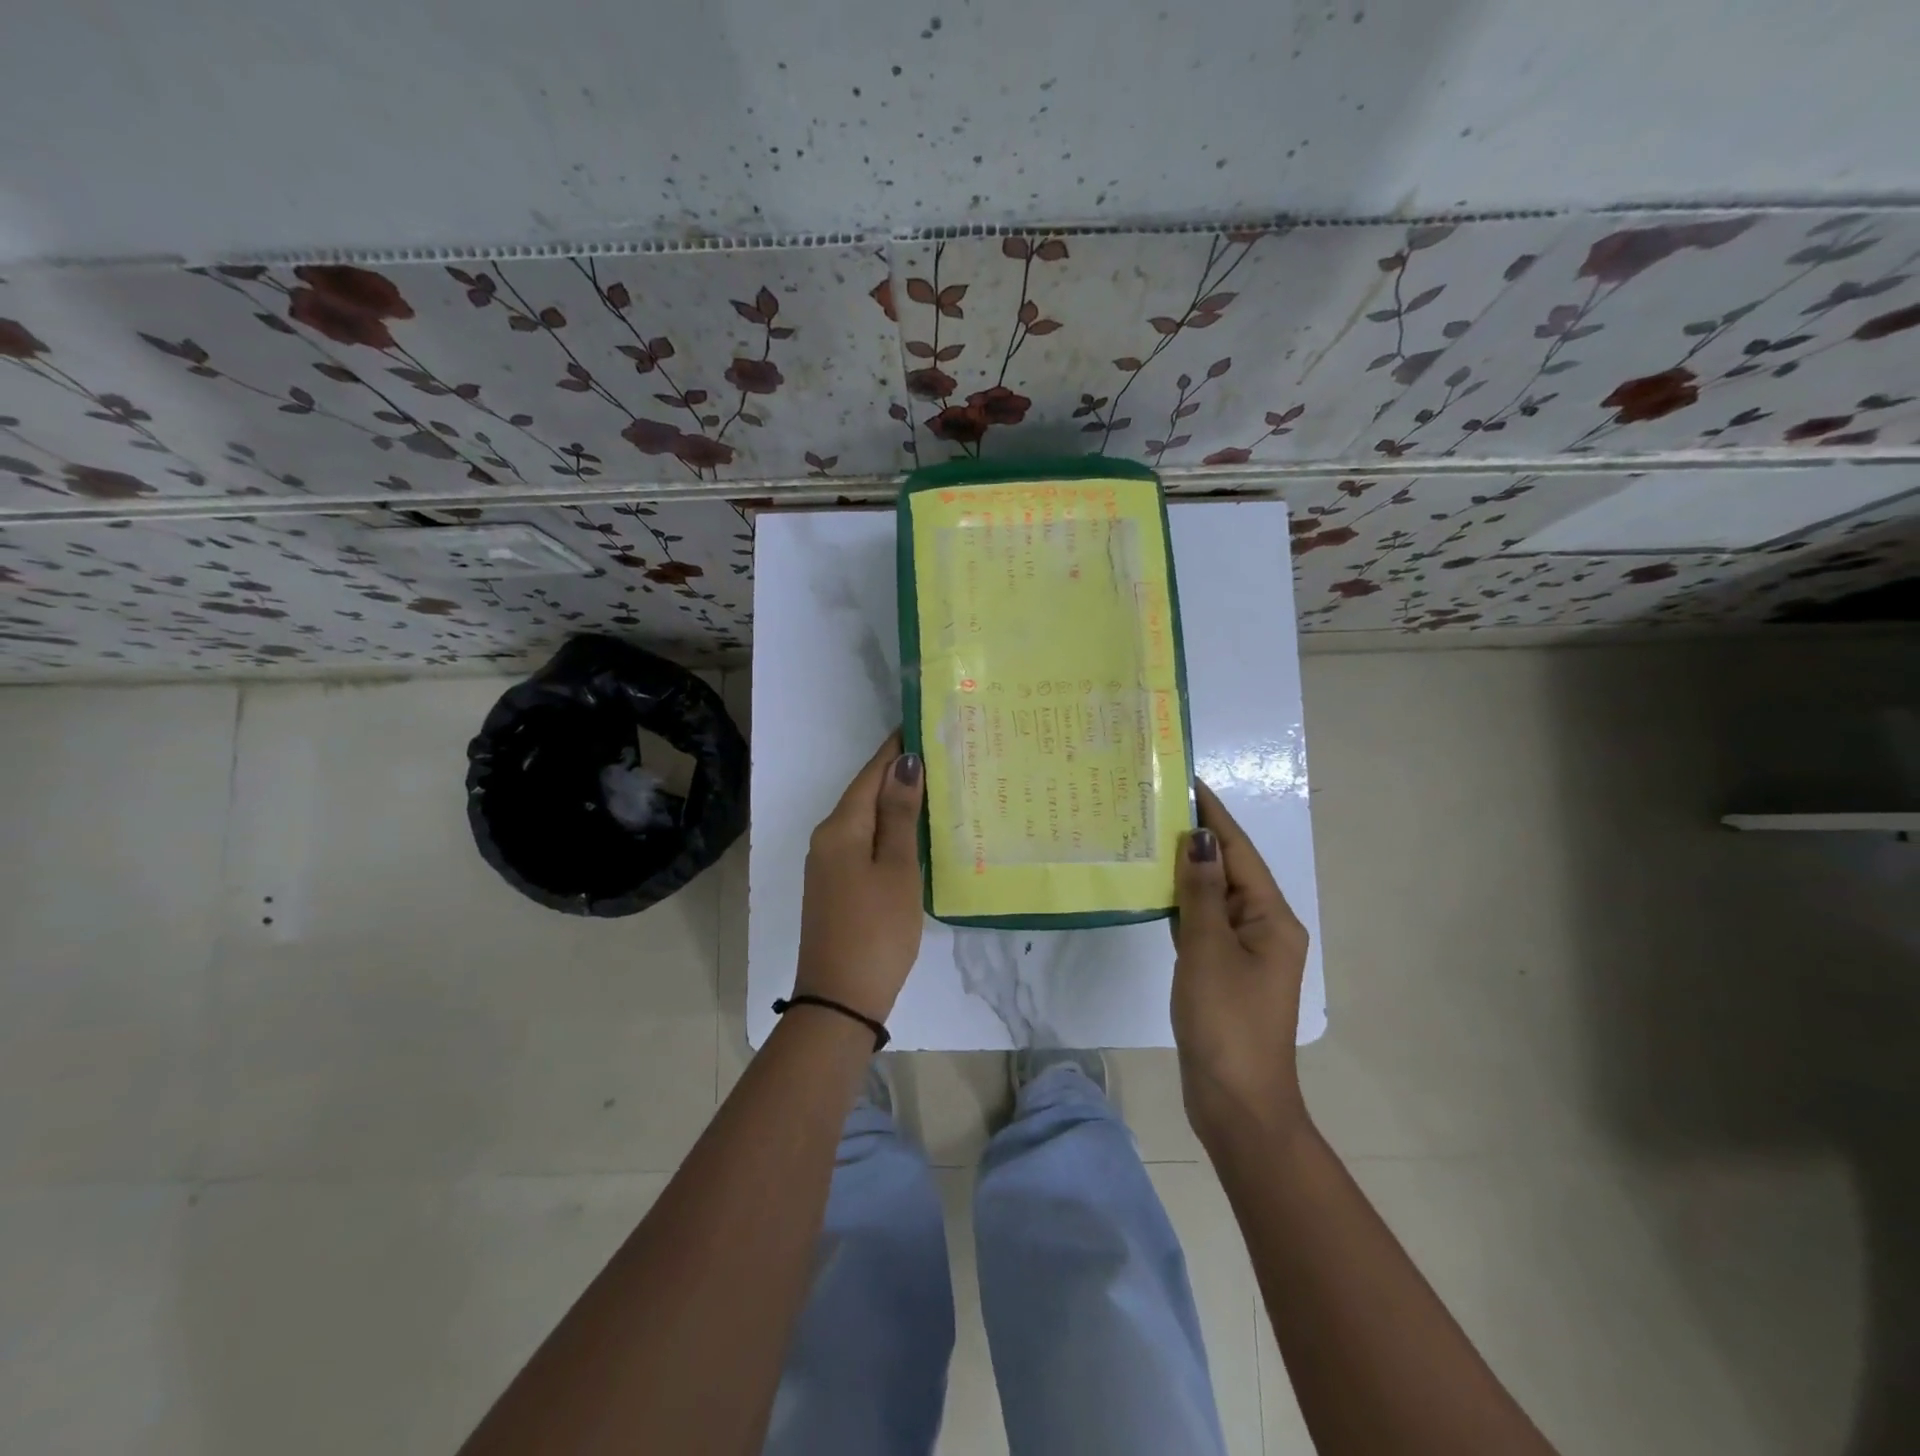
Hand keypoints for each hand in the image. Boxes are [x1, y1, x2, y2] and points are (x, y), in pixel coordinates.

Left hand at [793, 732, 926, 1022]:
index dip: (896, 748)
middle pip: (865, 793)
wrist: (841, 999)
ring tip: (937, 787)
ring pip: (866, 819)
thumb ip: (899, 815)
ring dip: (896, 802)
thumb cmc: (877, 929)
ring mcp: (829, 864)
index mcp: (841, 828)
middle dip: (899, 772)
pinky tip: (914, 832)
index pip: (870, 773)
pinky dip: (889, 830)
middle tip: (943, 754)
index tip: (925, 723)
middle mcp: (828, 838)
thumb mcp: (896, 869)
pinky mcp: (836, 886)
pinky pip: (864, 842)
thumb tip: (903, 762)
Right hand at [1171, 780, 1312, 1141]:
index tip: (1186, 779)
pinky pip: (1202, 923)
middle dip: (1196, 836)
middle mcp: (1263, 927)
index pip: (1239, 850)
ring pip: (1212, 896)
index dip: (1213, 814)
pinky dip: (1181, 902)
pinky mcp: (1223, 971)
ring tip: (1148, 835)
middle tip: (1154, 803)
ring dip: (1185, 868)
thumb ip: (1201, 891)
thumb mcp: (1209, 950)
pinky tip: (1153, 889)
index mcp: (1270, 917)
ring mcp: (1243, 951)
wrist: (1236, 1102)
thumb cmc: (1226, 1021)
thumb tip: (1198, 837)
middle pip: (1228, 869)